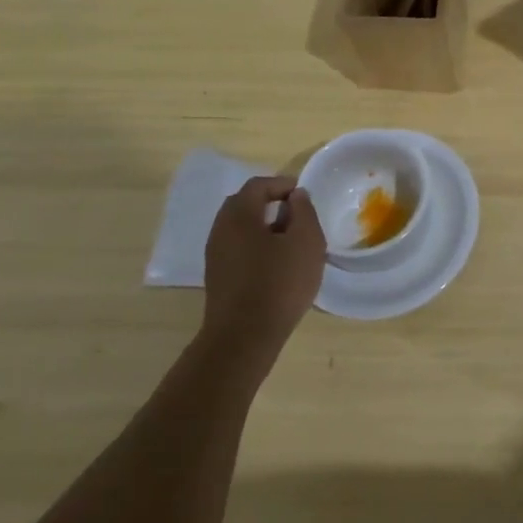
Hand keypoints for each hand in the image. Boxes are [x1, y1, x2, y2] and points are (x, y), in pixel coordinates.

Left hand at [200, 176, 325, 369]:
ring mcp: (215, 256)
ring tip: (291, 240)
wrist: (244, 338)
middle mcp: (220, 230)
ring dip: (264, 226)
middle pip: (244, 204)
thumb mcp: (306, 240)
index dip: (282, 184)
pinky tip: (277, 263)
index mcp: (239, 215)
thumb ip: (303, 211)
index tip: (304, 195)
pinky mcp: (218, 278)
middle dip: (271, 203)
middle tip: (297, 214)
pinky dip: (257, 245)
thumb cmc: (279, 282)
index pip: (258, 186)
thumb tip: (295, 197)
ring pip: (240, 228)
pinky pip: (238, 248)